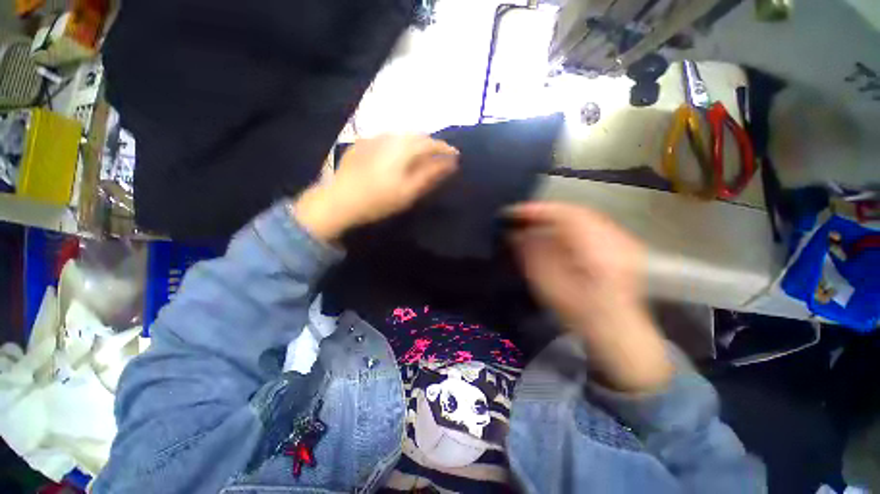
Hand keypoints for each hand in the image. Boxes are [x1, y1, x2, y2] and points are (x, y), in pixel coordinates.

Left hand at [293, 134, 458, 240]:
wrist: (340, 201)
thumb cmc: (379, 199)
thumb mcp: (409, 191)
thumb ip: (431, 174)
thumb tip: (451, 163)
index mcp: (403, 147)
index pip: (431, 142)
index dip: (445, 148)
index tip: (456, 155)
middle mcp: (389, 136)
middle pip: (417, 136)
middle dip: (431, 144)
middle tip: (440, 157)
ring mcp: (374, 138)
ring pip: (402, 136)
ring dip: (415, 144)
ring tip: (421, 156)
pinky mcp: (363, 144)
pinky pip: (388, 139)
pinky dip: (399, 145)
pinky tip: (397, 155)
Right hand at [508, 202, 672, 392]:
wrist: (618, 330)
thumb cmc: (580, 313)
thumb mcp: (549, 286)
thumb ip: (532, 255)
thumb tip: (516, 234)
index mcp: (597, 251)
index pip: (565, 215)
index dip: (537, 210)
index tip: (513, 212)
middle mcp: (615, 239)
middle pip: (575, 211)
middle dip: (546, 212)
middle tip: (522, 216)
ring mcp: (623, 240)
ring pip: (584, 216)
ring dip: (558, 217)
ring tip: (536, 222)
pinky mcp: (623, 244)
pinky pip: (592, 224)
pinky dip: (571, 224)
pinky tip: (558, 233)